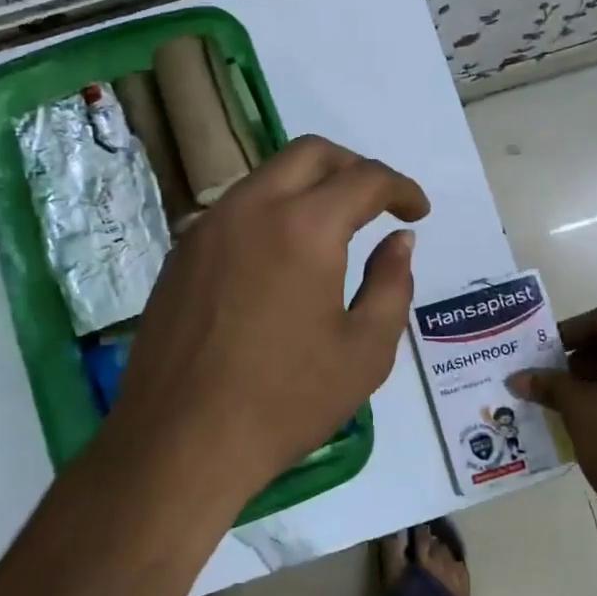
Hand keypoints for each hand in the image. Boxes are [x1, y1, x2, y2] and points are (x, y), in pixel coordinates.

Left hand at [107, 135, 429, 502]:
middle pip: (310, 153)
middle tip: (377, 203)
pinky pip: (236, 210)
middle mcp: (251, 207)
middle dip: (354, 167)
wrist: (180, 442)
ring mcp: (207, 227)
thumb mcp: (365, 351)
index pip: (365, 179)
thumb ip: (392, 284)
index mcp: (304, 226)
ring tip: (332, 229)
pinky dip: (271, 212)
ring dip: (309, 186)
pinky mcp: (181, 253)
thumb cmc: (285, 401)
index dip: (401, 188)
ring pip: (267, 177)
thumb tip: (400, 240)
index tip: (417, 211)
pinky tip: (281, 259)